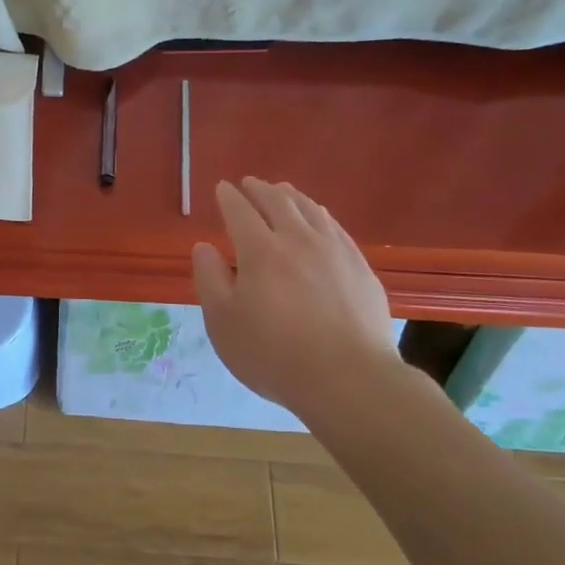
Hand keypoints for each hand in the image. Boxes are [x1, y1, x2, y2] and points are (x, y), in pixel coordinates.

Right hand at [191, 178, 400, 412]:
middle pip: (278, 201)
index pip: (240, 211)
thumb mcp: (223, 322)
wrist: (348, 380)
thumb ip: (209, 279)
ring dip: (291, 196)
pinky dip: (319, 215)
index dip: (228, 197)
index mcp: (260, 250)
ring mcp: (334, 251)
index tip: (222, 188)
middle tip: (250, 184)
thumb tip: (204, 247)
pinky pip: (335, 227)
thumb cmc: (273, 354)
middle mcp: (298, 240)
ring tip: (282, 192)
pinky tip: (319, 221)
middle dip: (259, 189)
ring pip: (310, 209)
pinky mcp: (360, 267)